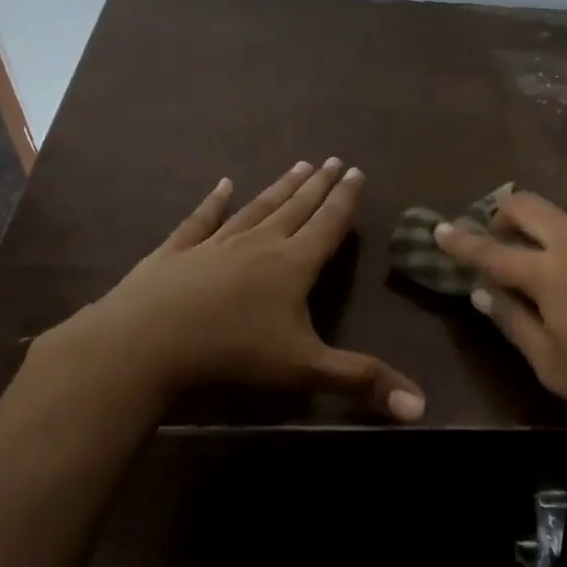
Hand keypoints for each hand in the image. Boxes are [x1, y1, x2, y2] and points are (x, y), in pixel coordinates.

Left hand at [35, 159, 424, 421]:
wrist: (145, 343)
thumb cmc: (233, 353)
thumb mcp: (304, 369)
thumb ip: (361, 381)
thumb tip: (421, 407)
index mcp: (293, 265)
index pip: (327, 225)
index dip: (345, 200)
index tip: (357, 172)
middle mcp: (259, 244)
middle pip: (296, 208)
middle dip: (318, 186)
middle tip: (333, 160)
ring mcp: (215, 244)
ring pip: (256, 208)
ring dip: (279, 188)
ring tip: (298, 165)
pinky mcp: (177, 252)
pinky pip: (201, 220)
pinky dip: (213, 202)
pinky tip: (223, 184)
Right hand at [435, 193, 566, 444]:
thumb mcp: (553, 365)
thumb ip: (514, 323)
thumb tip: (483, 293)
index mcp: (548, 272)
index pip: (491, 251)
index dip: (460, 241)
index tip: (439, 228)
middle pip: (531, 205)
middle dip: (506, 213)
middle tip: (504, 234)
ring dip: (564, 222)